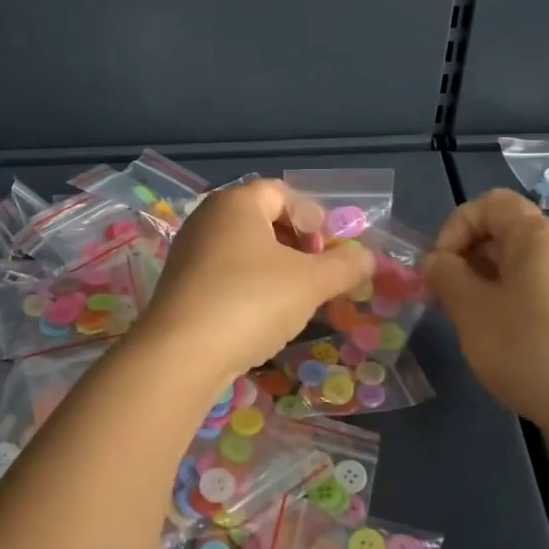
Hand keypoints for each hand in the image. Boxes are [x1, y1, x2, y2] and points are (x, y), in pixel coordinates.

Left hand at [132, 179, 371, 392]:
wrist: (180, 355)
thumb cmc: (251, 302)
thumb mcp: (310, 283)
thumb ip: (345, 266)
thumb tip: (369, 258)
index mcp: (237, 202)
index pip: (282, 193)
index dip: (312, 217)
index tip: (326, 252)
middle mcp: (208, 217)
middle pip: (262, 218)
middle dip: (296, 244)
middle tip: (315, 274)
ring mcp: (189, 251)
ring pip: (243, 248)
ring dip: (274, 268)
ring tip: (293, 298)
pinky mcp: (180, 284)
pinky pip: (224, 272)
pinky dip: (248, 285)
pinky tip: (260, 316)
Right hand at [424, 189, 548, 436]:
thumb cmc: (530, 350)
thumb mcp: (472, 311)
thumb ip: (446, 276)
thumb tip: (436, 261)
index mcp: (538, 236)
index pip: (489, 203)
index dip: (455, 227)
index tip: (440, 269)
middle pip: (505, 231)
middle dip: (467, 257)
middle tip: (447, 298)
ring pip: (520, 263)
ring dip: (486, 281)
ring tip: (471, 321)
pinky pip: (539, 287)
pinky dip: (511, 299)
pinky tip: (505, 338)